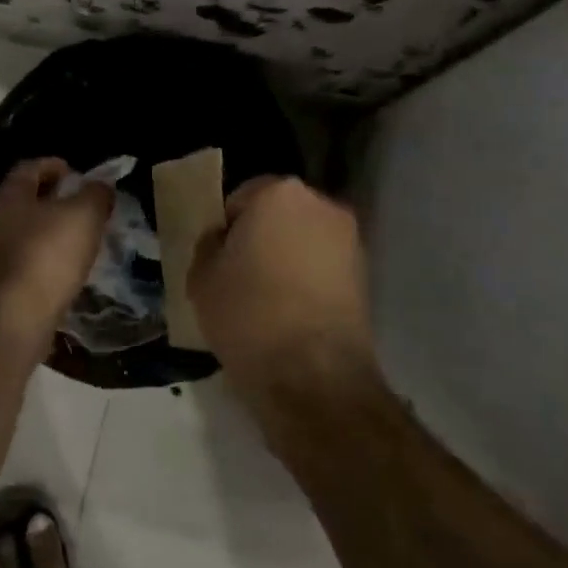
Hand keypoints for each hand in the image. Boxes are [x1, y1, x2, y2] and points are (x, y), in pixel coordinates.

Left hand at [0, 158, 113, 334]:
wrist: (17, 314)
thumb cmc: (49, 253)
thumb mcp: (85, 214)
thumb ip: (96, 194)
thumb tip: (100, 186)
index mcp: (10, 194)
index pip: (30, 167)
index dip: (55, 165)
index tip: (78, 174)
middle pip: (25, 198)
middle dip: (54, 199)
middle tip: (83, 206)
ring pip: (24, 230)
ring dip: (49, 230)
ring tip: (78, 238)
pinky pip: (25, 258)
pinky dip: (44, 256)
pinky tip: (64, 268)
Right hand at [189, 177, 380, 414]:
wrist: (313, 375)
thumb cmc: (247, 313)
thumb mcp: (201, 277)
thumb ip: (209, 246)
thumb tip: (223, 240)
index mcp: (279, 192)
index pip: (240, 199)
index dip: (225, 229)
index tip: (217, 260)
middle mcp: (322, 205)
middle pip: (278, 215)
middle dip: (260, 238)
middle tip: (238, 276)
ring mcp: (350, 240)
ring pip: (303, 241)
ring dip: (286, 259)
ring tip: (265, 300)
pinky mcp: (366, 277)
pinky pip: (323, 268)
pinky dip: (307, 282)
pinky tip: (290, 314)